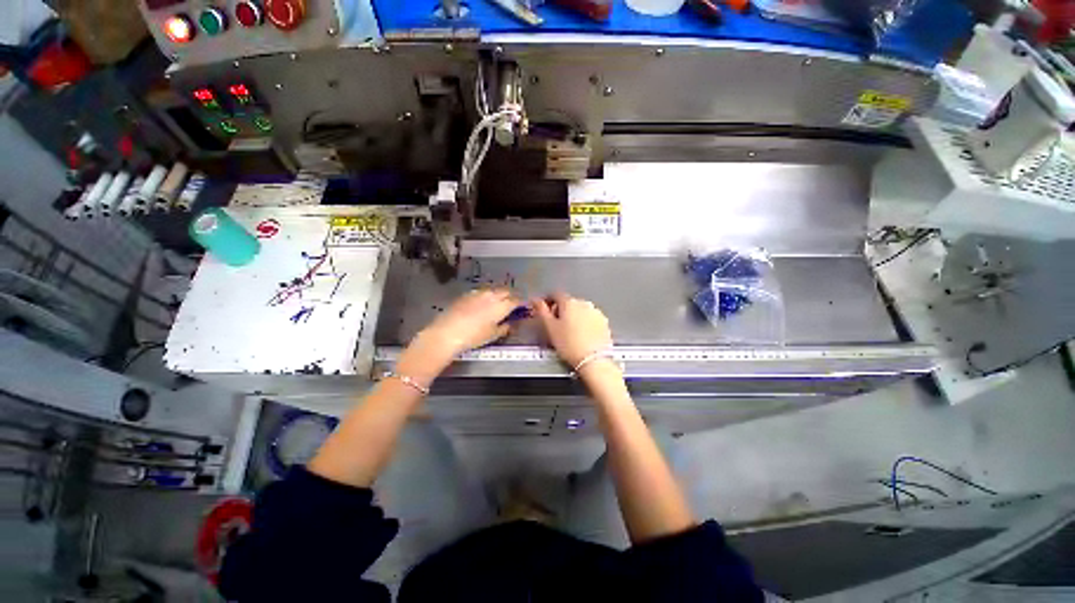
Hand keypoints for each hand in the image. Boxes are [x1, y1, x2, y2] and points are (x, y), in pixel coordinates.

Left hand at [400, 288, 520, 381]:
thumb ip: (504, 327)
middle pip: (506, 291)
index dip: (521, 303)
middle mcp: (492, 295)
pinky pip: (481, 291)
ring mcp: (478, 293)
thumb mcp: (493, 335)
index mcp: (501, 306)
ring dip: (499, 294)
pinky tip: (483, 302)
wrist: (447, 332)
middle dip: (511, 296)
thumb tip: (510, 324)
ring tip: (498, 302)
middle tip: (512, 303)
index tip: (523, 306)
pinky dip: (486, 295)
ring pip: (493, 290)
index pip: (516, 300)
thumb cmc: (474, 337)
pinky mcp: (467, 294)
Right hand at [532, 293, 612, 367]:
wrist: (593, 360)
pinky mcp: (603, 322)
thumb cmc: (570, 345)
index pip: (555, 295)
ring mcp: (595, 312)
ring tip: (569, 333)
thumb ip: (541, 311)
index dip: (547, 301)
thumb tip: (536, 301)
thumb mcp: (550, 328)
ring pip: (580, 310)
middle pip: (568, 302)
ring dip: (573, 317)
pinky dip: (584, 323)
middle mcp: (584, 303)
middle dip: (561, 311)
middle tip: (555, 326)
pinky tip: (581, 335)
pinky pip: (590, 318)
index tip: (544, 309)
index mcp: (569, 302)